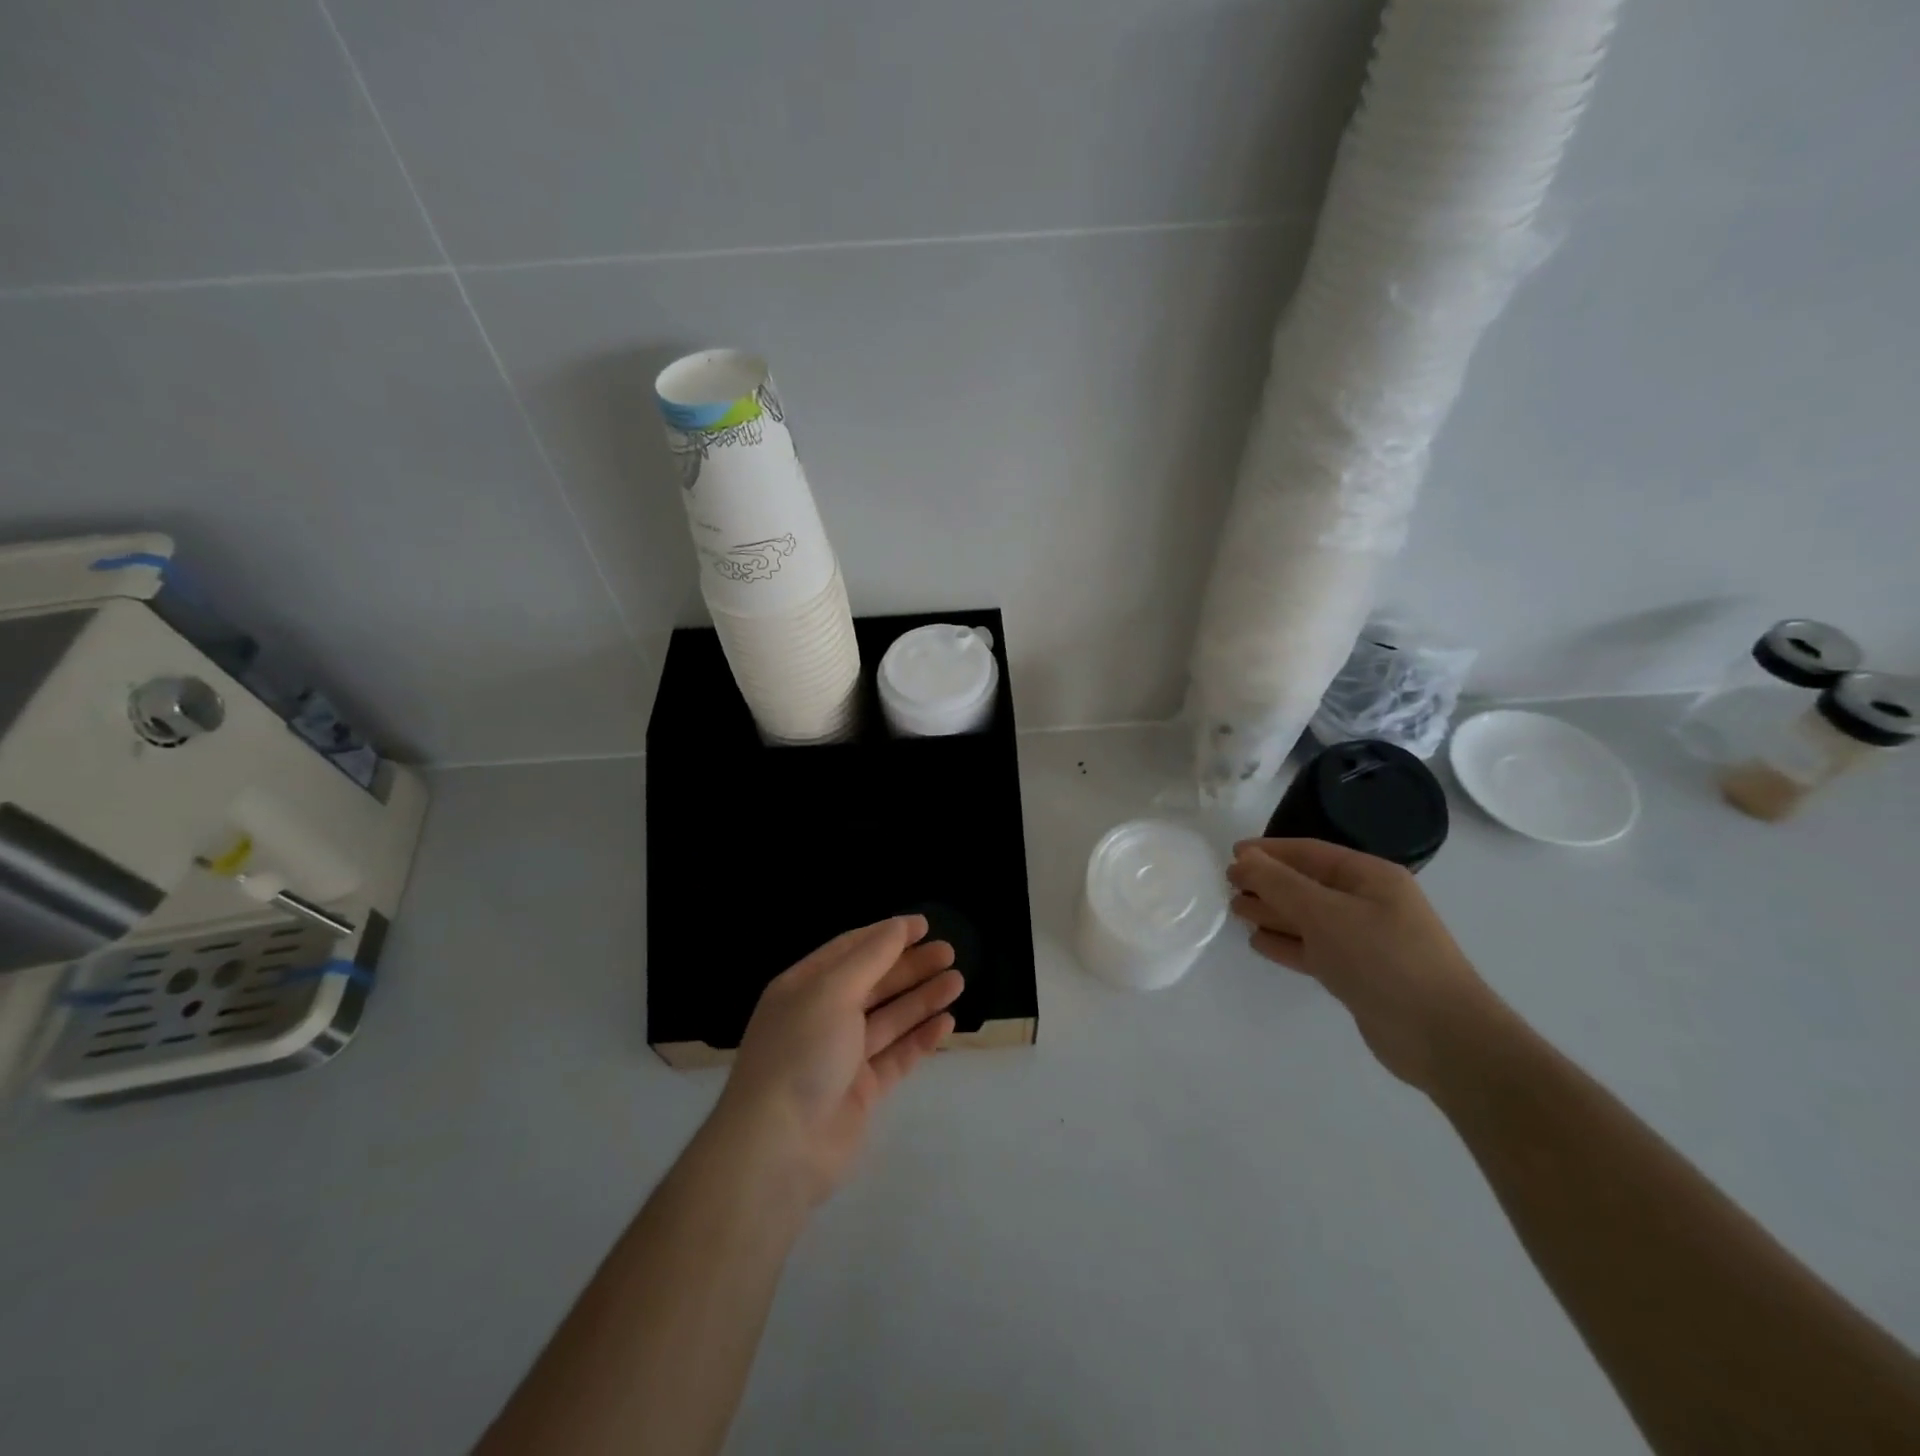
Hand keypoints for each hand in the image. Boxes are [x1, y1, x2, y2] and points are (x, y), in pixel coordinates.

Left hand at [713, 916, 961, 1206]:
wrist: (780, 1147)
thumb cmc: (801, 1051)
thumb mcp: (832, 991)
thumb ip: (870, 957)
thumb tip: (898, 926)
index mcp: (804, 987)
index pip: (850, 949)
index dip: (887, 934)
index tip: (924, 925)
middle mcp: (821, 1017)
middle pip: (873, 982)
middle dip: (910, 966)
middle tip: (949, 953)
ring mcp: (842, 1056)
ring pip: (889, 1018)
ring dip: (922, 998)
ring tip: (957, 981)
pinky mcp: (861, 1091)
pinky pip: (896, 1056)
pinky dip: (920, 1038)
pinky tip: (946, 1023)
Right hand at [1227, 839, 1507, 1092]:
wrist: (1441, 1037)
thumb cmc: (1382, 959)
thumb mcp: (1325, 913)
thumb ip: (1280, 884)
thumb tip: (1245, 859)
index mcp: (1370, 877)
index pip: (1310, 853)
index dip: (1269, 851)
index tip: (1232, 855)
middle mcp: (1369, 903)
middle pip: (1308, 884)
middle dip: (1267, 883)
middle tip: (1228, 885)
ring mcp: (1365, 941)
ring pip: (1308, 918)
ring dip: (1272, 913)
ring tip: (1236, 911)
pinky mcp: (1358, 974)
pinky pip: (1314, 949)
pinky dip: (1287, 944)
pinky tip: (1259, 943)